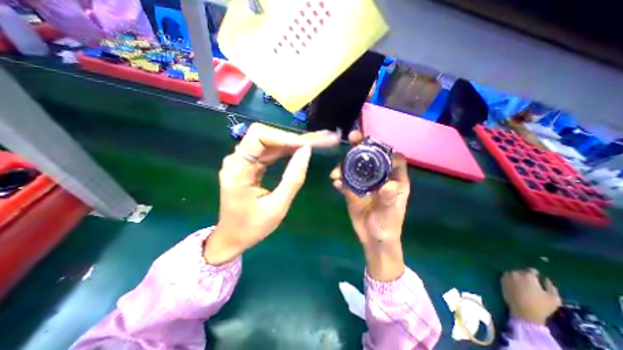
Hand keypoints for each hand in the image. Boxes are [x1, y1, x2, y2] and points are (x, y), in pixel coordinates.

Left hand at [204, 123, 339, 265]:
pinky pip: (270, 152)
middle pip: (266, 137)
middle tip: (320, 140)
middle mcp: (237, 160)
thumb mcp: (277, 206)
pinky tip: (301, 151)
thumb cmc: (252, 227)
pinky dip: (287, 150)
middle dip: (293, 138)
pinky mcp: (250, 165)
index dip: (284, 137)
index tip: (306, 145)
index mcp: (238, 170)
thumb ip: (293, 178)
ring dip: (293, 143)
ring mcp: (243, 161)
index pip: (259, 136)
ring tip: (316, 143)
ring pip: (270, 142)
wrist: (233, 237)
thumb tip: (306, 151)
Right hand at [328, 131, 412, 280]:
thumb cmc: (387, 227)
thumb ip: (389, 200)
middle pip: (371, 158)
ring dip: (345, 165)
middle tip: (352, 138)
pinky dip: (340, 180)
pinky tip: (335, 183)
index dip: (385, 147)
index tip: (373, 141)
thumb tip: (388, 184)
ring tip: (336, 172)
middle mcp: (379, 178)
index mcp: (395, 180)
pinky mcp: (353, 190)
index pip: (393, 158)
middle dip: (361, 147)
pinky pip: (346, 181)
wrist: (373, 240)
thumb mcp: (390, 214)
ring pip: (355, 167)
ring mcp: (365, 184)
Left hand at [500, 268, 559, 324]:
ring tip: (522, 284)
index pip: (532, 270)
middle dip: (526, 275)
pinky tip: (515, 286)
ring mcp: (507, 276)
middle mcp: (515, 273)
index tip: (538, 278)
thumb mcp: (554, 298)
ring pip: (513, 273)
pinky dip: (511, 279)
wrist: (523, 312)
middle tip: (530, 283)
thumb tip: (546, 279)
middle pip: (521, 271)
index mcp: (528, 276)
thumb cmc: (541, 306)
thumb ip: (551, 286)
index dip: (536, 274)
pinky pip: (507, 277)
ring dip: (517, 277)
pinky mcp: (501, 281)